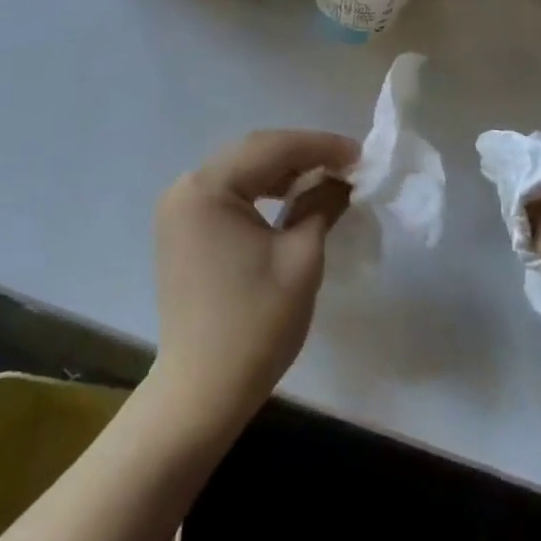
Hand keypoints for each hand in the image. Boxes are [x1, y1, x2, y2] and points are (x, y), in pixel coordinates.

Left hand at [150, 129, 358, 429]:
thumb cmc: (255, 325)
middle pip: (253, 153)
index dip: (321, 146)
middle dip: (303, 154)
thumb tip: (344, 178)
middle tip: (348, 164)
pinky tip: (291, 198)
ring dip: (283, 171)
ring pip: (241, 171)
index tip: (361, 154)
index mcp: (208, 187)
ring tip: (327, 177)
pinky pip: (228, 194)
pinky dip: (261, 191)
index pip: (272, 148)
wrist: (200, 395)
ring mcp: (179, 208)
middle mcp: (186, 186)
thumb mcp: (301, 258)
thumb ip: (322, 204)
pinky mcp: (182, 229)